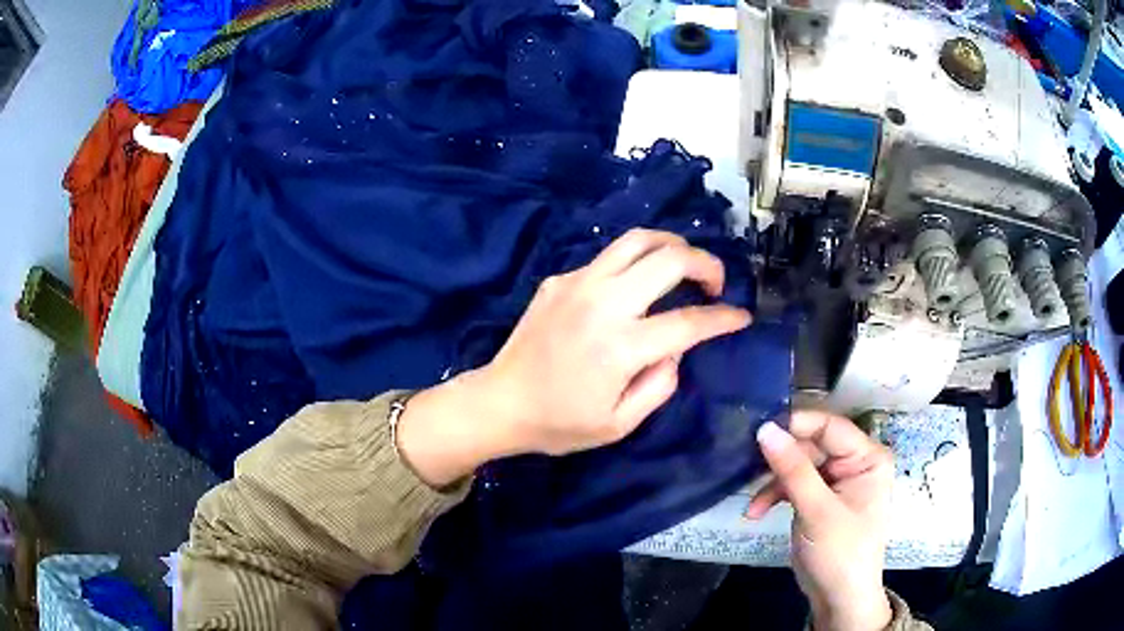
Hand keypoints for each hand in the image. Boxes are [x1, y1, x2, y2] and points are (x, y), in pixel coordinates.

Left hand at [397, 229, 750, 484]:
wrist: (501, 402)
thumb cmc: (560, 424)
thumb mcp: (620, 425)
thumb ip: (660, 385)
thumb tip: (676, 351)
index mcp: (621, 346)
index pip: (688, 322)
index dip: (723, 318)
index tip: (741, 316)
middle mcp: (603, 303)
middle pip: (669, 259)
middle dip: (705, 263)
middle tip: (715, 284)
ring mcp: (578, 283)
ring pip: (637, 240)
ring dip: (672, 245)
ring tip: (685, 264)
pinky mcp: (560, 279)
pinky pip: (608, 257)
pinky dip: (635, 262)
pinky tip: (635, 286)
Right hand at [746, 413, 894, 630]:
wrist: (838, 599)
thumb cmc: (840, 552)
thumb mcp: (817, 511)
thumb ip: (793, 469)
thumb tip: (764, 429)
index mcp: (868, 457)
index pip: (830, 427)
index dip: (796, 425)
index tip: (759, 430)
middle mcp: (854, 463)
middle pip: (811, 445)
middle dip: (780, 461)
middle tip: (747, 467)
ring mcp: (836, 481)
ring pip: (798, 465)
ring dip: (773, 483)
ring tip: (752, 505)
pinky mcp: (819, 499)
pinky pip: (793, 485)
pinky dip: (774, 497)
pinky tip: (755, 512)